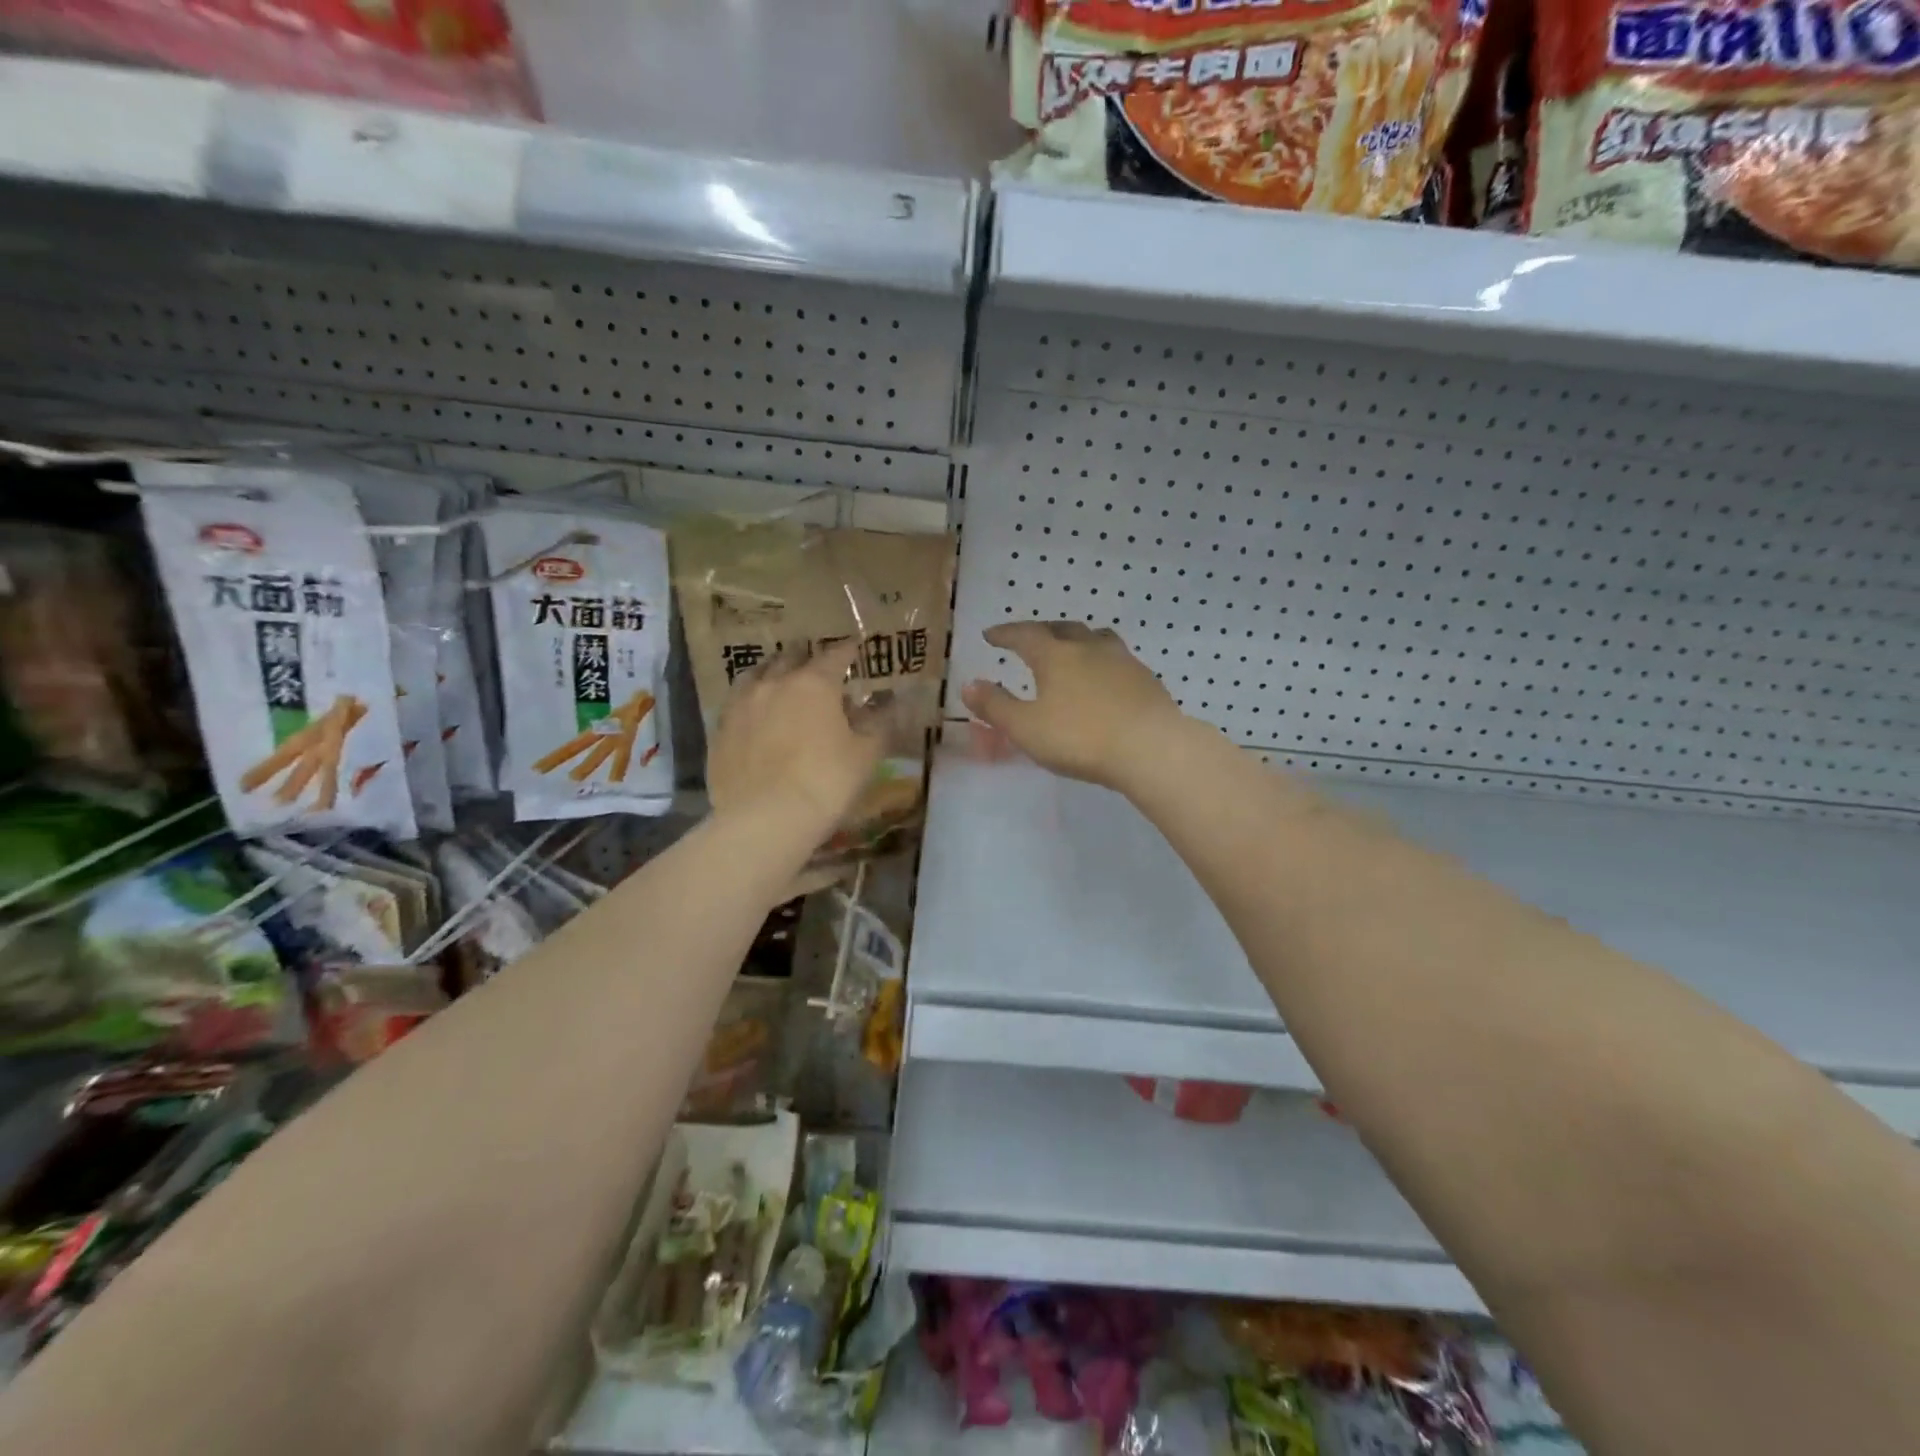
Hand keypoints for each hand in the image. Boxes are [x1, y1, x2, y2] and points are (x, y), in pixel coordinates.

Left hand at [706, 641, 884, 837]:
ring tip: (780, 681)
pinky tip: (754, 714)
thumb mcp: (866, 754)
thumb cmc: (826, 782)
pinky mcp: (720, 730)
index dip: (848, 650)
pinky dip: (750, 701)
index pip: (835, 655)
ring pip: (756, 675)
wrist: (765, 819)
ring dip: (772, 674)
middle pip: (790, 658)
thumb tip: (889, 701)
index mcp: (814, 683)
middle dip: (806, 658)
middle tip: (816, 665)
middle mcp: (774, 683)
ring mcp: (741, 705)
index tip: (855, 647)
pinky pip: (736, 704)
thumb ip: (879, 722)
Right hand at [960, 621, 1189, 791]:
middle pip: (1062, 628)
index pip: (1024, 635)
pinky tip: (1104, 677)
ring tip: (1070, 648)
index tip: (991, 635)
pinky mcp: (1146, 679)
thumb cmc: (1080, 738)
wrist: (1151, 748)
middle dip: (1041, 631)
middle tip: (1029, 638)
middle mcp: (1089, 648)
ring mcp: (1122, 660)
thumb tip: (969, 684)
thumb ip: (995, 706)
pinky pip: (1117, 658)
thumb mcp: (1026, 728)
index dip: (1005, 634)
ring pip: (1095, 637)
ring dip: (1077, 639)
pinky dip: (1101, 660)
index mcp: (1055, 656)